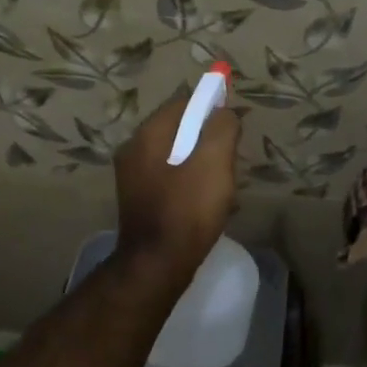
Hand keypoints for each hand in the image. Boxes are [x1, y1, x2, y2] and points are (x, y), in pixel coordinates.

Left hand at [114, 91, 239, 287]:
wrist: (158, 264)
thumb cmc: (188, 209)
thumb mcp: (215, 161)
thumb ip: (222, 127)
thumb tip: (224, 113)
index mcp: (148, 134)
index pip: (183, 103)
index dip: (211, 107)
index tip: (233, 125)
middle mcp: (133, 149)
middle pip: (178, 129)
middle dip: (208, 139)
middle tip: (230, 161)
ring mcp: (132, 177)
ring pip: (175, 155)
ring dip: (201, 163)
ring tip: (222, 186)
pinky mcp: (139, 200)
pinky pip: (170, 178)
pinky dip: (190, 182)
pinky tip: (205, 203)